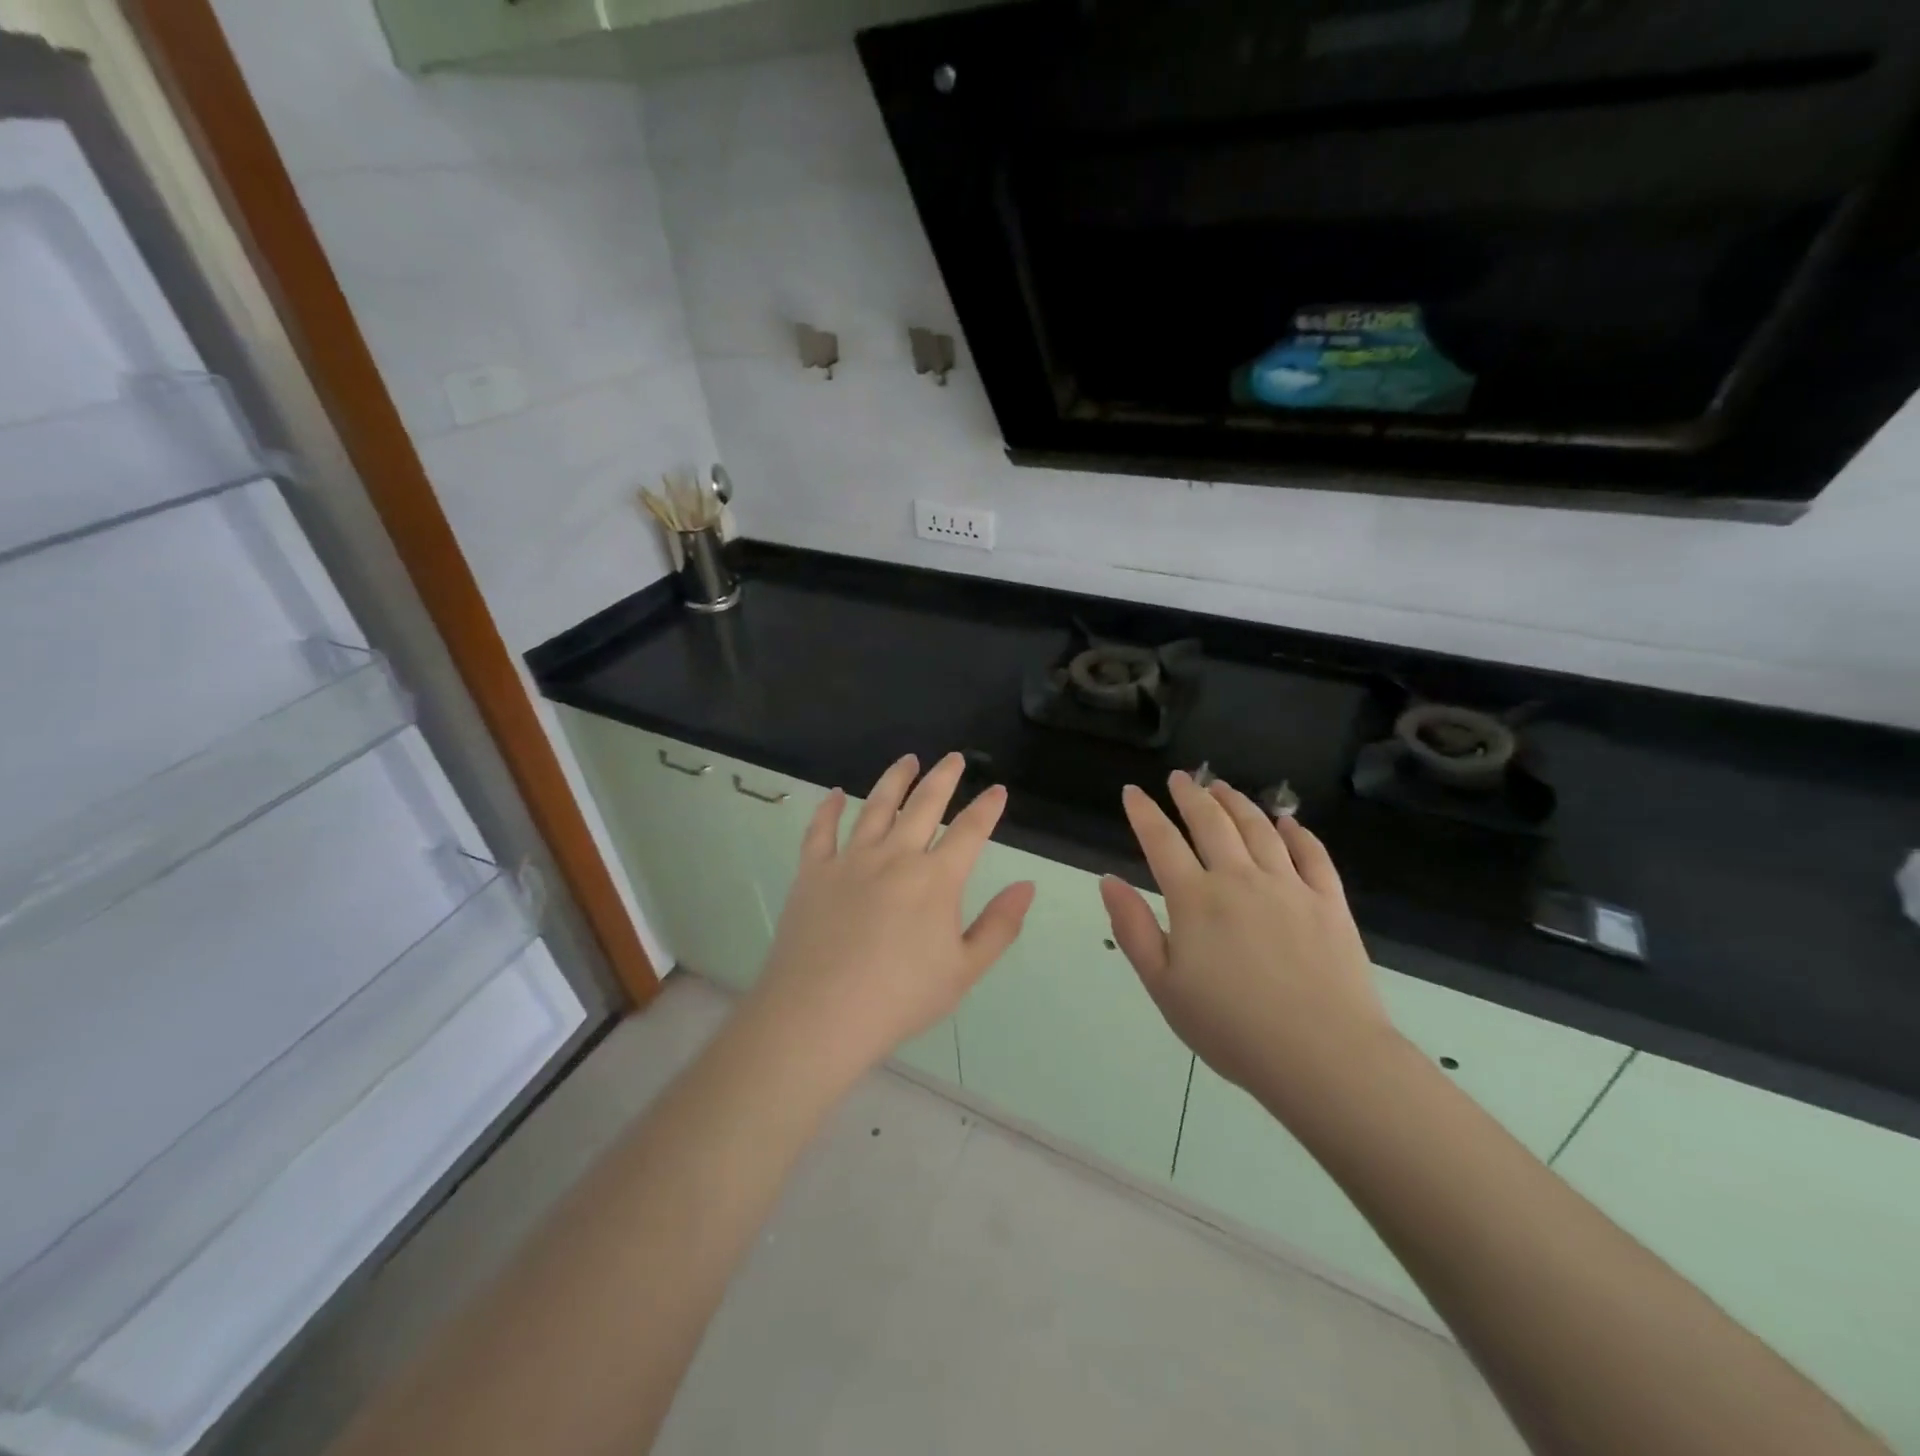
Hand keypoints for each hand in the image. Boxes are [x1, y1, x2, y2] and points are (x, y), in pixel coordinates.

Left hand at [746, 752, 1035, 1083]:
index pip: (970, 830)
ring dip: (895, 779)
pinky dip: (828, 808)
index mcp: (936, 878)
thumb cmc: (900, 998)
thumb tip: (1027, 886)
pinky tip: (834, 793)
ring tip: (907, 759)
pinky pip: (821, 830)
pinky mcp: (813, 871)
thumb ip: (999, 926)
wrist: (820, 1014)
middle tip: (953, 758)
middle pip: (924, 804)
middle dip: (943, 777)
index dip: (986, 807)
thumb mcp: (963, 971)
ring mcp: (851, 859)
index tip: (997, 790)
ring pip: (876, 805)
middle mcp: (895, 855)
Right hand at [1100, 772, 1393, 1106]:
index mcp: (1196, 899)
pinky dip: (1297, 832)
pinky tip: (1288, 821)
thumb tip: (1108, 880)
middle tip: (1180, 778)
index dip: (1144, 813)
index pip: (1162, 841)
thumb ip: (1133, 929)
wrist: (1323, 1057)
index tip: (1133, 792)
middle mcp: (1240, 879)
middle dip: (1191, 795)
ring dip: (1237, 802)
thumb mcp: (1164, 986)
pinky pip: (1312, 854)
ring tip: (1222, 787)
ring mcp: (1289, 886)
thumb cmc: (1232, 1028)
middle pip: (1211, 823)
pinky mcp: (1328, 902)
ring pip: (1259, 828)